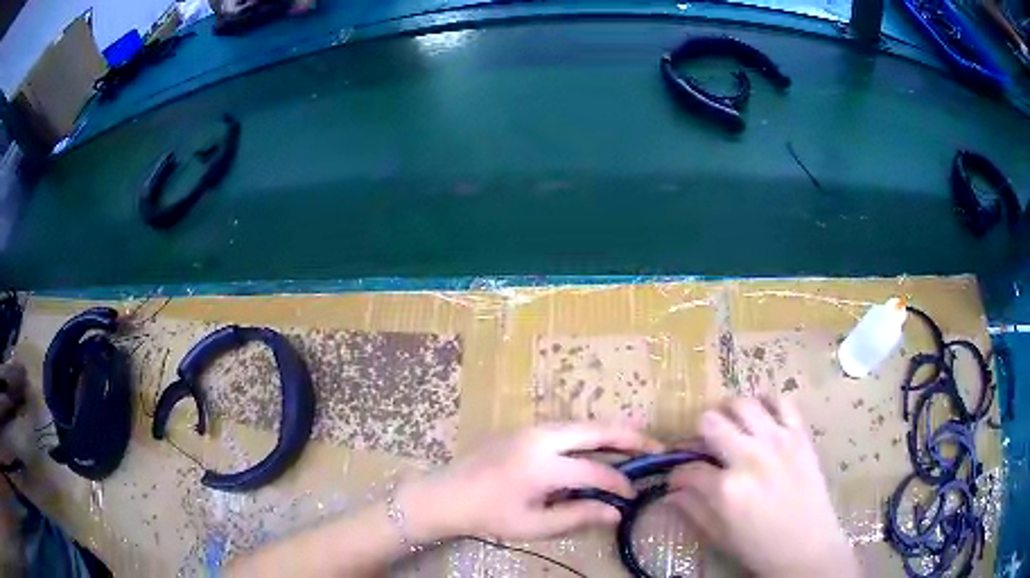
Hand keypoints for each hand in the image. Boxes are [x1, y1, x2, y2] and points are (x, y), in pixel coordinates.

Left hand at [402, 422, 662, 541]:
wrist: (447, 493)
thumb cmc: (488, 515)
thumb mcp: (532, 525)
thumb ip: (577, 516)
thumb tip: (617, 512)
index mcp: (541, 467)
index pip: (595, 472)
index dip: (620, 483)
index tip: (634, 494)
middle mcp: (540, 438)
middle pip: (595, 430)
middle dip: (630, 438)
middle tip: (657, 447)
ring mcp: (531, 428)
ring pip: (582, 424)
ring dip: (611, 432)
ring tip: (637, 443)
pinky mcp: (525, 427)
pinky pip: (567, 427)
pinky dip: (590, 434)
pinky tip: (601, 445)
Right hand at [667, 397, 859, 577]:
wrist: (807, 547)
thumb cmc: (760, 547)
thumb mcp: (720, 535)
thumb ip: (693, 509)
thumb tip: (671, 491)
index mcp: (726, 489)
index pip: (688, 468)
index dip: (677, 473)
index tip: (679, 477)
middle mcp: (749, 456)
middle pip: (711, 422)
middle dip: (698, 433)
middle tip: (704, 444)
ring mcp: (777, 441)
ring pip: (743, 404)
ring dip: (729, 412)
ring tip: (730, 423)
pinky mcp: (800, 435)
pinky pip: (782, 402)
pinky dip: (767, 403)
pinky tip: (762, 415)